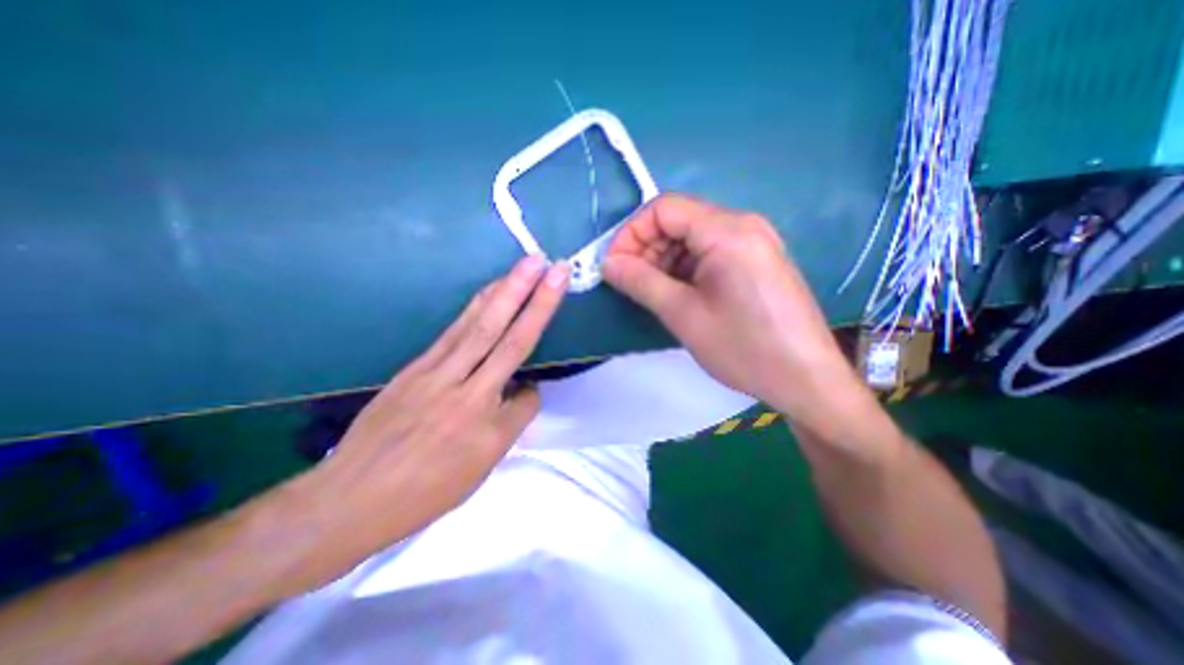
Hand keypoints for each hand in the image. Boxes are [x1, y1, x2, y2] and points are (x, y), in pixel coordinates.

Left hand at [301, 257, 566, 567]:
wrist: (349, 498)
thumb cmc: (422, 493)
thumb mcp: (477, 471)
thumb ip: (507, 425)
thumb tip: (521, 391)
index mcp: (487, 428)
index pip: (527, 396)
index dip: (533, 392)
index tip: (527, 395)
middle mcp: (467, 393)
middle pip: (508, 339)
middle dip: (535, 300)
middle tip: (552, 267)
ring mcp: (437, 374)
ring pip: (480, 326)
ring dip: (506, 291)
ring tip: (526, 265)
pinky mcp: (416, 366)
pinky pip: (454, 331)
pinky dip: (477, 307)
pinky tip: (490, 292)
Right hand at [606, 193, 857, 420]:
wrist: (806, 379)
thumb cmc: (744, 348)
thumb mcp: (683, 315)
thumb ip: (641, 282)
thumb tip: (608, 264)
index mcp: (728, 231)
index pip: (664, 208)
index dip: (631, 233)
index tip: (614, 265)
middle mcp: (743, 225)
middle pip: (679, 220)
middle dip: (647, 247)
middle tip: (630, 282)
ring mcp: (753, 242)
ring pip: (693, 237)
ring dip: (664, 260)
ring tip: (652, 292)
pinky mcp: (756, 261)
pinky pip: (710, 252)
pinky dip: (685, 268)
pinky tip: (678, 293)